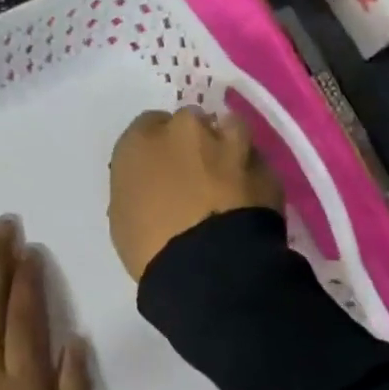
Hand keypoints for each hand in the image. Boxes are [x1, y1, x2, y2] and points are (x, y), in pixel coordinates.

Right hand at [108, 106, 283, 282]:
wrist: (208, 266)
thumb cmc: (149, 246)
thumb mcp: (123, 217)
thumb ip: (138, 187)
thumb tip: (154, 187)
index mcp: (141, 140)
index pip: (147, 127)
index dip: (156, 149)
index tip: (160, 171)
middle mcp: (185, 129)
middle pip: (189, 122)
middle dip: (191, 144)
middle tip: (192, 176)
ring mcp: (229, 142)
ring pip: (229, 129)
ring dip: (226, 147)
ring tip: (226, 180)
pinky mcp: (265, 165)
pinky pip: (255, 164)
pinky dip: (251, 177)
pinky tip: (249, 202)